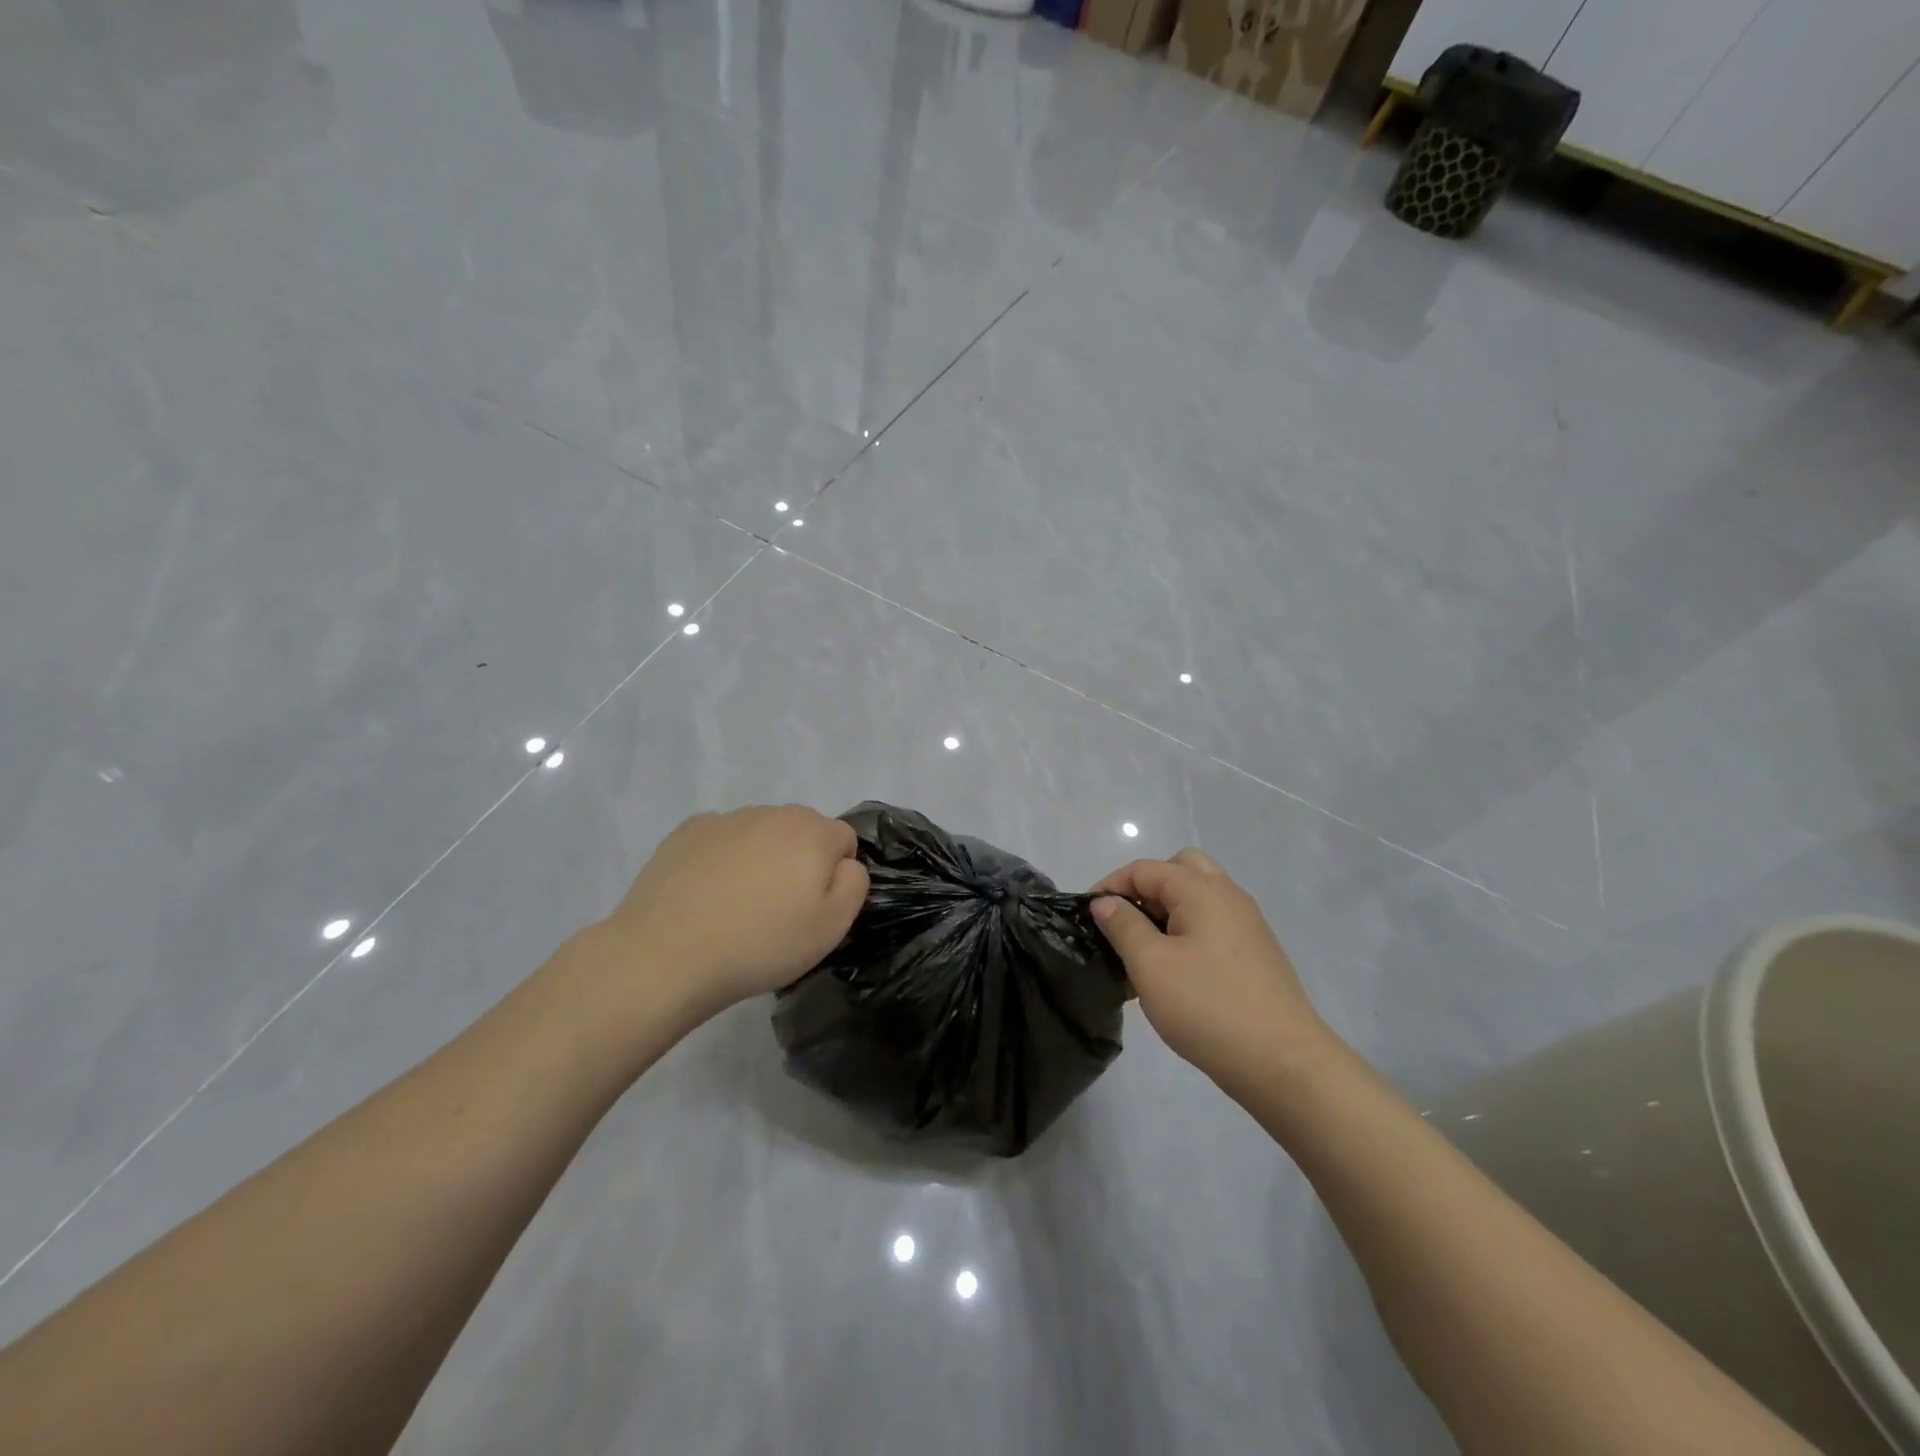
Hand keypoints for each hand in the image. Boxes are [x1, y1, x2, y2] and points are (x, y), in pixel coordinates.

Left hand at [592, 805, 869, 1023]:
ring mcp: (726, 819)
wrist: (667, 954)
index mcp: (812, 832)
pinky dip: (723, 858)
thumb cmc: (760, 944)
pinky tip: (708, 894)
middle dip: (800, 861)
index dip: (836, 875)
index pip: (844, 840)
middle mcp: (772, 813)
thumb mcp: (831, 927)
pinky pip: (722, 839)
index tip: (815, 909)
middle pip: (802, 831)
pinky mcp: (687, 832)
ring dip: (762, 857)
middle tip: (780, 909)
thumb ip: (854, 884)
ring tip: (739, 906)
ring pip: (761, 833)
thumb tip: (846, 863)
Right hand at [1090, 850, 1334, 1090]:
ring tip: (1143, 954)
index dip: (1111, 886)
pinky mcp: (1255, 954)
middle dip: (1145, 889)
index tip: (1087, 917)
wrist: (1284, 1063)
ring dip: (1166, 913)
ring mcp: (1246, 926)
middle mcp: (1228, 896)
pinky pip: (1212, 925)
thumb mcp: (1150, 965)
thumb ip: (1123, 926)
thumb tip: (1105, 902)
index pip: (1145, 868)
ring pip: (1197, 899)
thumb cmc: (1208, 1007)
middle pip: (1179, 870)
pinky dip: (1187, 933)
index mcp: (1202, 890)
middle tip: (1124, 924)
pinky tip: (1173, 975)